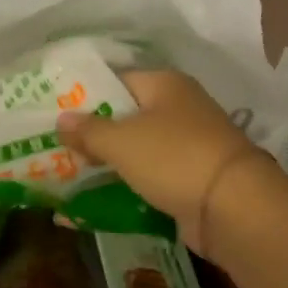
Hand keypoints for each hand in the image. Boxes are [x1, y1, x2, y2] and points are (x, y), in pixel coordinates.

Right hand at [55, 70, 268, 256]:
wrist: (232, 207)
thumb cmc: (173, 158)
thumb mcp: (122, 141)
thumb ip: (89, 130)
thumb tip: (61, 119)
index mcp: (166, 84)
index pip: (117, 80)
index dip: (86, 95)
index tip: (54, 114)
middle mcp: (180, 107)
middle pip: (128, 116)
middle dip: (94, 133)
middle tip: (56, 148)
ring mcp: (189, 144)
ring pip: (139, 149)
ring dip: (111, 162)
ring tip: (68, 175)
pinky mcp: (192, 178)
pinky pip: (151, 176)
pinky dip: (130, 185)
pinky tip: (100, 197)